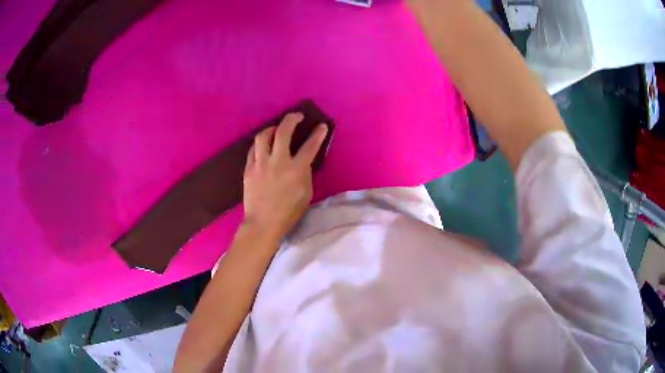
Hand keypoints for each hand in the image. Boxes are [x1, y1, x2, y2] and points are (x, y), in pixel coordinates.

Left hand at [242, 112, 328, 241]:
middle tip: (297, 116)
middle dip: (292, 119)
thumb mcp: (306, 193)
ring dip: (272, 128)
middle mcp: (278, 162)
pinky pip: (253, 149)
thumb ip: (305, 173)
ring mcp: (260, 164)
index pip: (310, 146)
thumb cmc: (288, 212)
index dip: (318, 134)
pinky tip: (263, 146)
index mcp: (296, 170)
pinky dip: (260, 144)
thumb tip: (302, 160)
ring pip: (263, 136)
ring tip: (276, 129)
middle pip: (283, 131)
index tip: (321, 125)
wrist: (263, 223)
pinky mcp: (249, 169)